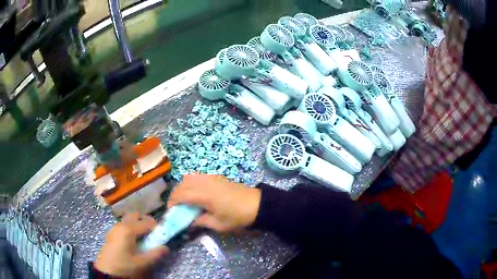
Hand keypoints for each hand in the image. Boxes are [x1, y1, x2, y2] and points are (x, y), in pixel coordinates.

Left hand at [95, 213, 168, 276]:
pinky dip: (129, 227)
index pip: (146, 222)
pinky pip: (122, 225)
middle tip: (151, 231)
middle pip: (134, 215)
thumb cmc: (124, 265)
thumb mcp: (142, 262)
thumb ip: (155, 254)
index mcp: (129, 230)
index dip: (155, 225)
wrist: (106, 270)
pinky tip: (132, 240)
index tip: (161, 232)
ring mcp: (114, 228)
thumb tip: (166, 248)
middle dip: (144, 220)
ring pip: (127, 220)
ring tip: (142, 236)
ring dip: (136, 224)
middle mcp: (121, 225)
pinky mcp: (111, 233)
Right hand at [168, 174, 260, 232]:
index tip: (171, 211)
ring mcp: (211, 178)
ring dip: (183, 187)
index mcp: (203, 195)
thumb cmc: (237, 217)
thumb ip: (200, 221)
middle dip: (176, 194)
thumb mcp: (218, 224)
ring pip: (189, 177)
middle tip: (177, 207)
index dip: (172, 202)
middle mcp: (204, 183)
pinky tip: (196, 193)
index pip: (180, 195)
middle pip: (182, 184)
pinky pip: (198, 176)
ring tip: (185, 199)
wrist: (257, 205)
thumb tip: (189, 221)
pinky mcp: (216, 176)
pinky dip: (191, 182)